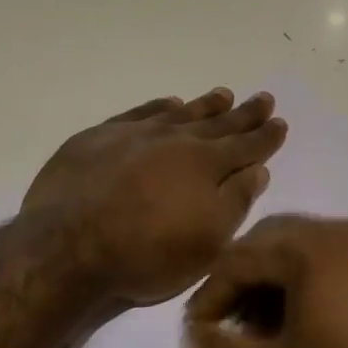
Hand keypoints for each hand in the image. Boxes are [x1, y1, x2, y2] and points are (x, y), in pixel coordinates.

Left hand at [22, 88, 287, 308]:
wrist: (68, 244)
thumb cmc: (145, 253)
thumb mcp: (206, 242)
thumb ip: (234, 202)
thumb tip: (256, 170)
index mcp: (204, 165)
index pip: (244, 146)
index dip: (265, 137)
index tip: (279, 122)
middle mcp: (174, 140)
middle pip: (216, 124)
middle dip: (242, 113)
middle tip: (262, 98)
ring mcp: (134, 134)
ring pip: (179, 113)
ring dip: (203, 106)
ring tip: (222, 94)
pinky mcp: (99, 137)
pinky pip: (139, 113)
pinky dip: (158, 107)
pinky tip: (168, 104)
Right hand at [184, 215, 347, 347]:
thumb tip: (199, 333)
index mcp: (314, 246)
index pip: (242, 257)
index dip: (212, 294)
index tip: (198, 330)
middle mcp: (347, 229)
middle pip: (274, 241)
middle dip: (242, 281)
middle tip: (227, 325)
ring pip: (306, 247)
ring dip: (276, 280)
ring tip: (263, 329)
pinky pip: (337, 259)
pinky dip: (310, 281)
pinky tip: (305, 322)